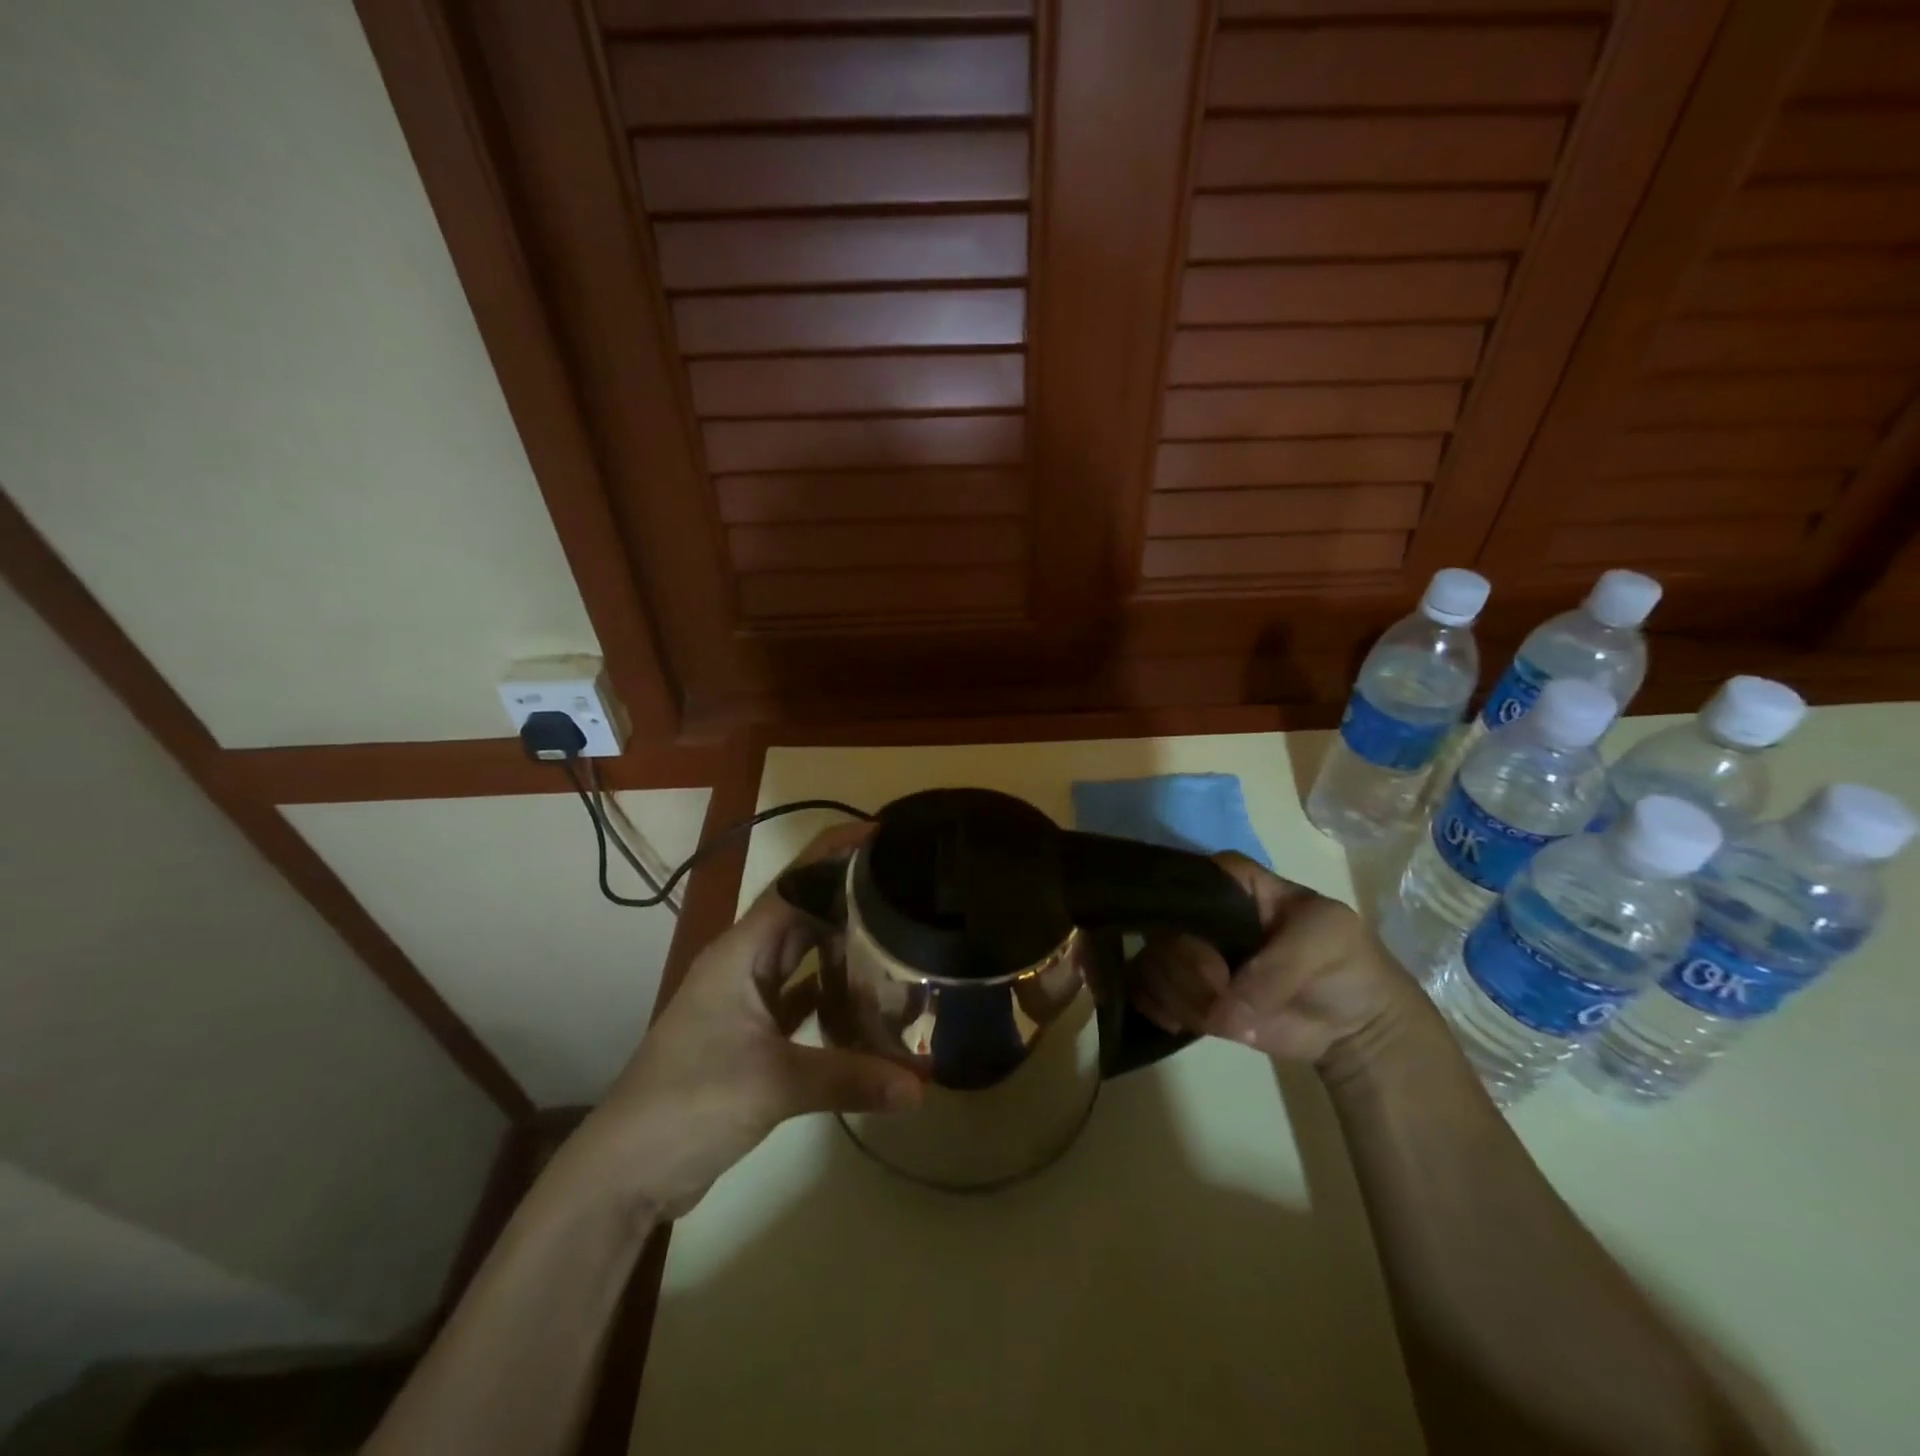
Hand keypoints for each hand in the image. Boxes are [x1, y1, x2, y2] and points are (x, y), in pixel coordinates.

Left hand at [571, 824, 922, 1220]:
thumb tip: (922, 1088)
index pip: (795, 884)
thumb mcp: (774, 1083)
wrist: (627, 1171)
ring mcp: (748, 1000)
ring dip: (844, 944)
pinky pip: (802, 998)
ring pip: (804, 956)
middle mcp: (745, 964)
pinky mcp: (754, 1035)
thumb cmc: (690, 1103)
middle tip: (908, 881)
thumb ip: (850, 1078)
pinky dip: (833, 995)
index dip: (835, 854)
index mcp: (741, 952)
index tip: (884, 833)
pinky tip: (871, 998)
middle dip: (850, 893)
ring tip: (900, 928)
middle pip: (804, 913)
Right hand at [1131, 853, 1421, 1070]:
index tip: (1215, 959)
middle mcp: (1199, 913)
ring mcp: (1189, 955)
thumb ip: (1278, 967)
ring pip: (1152, 965)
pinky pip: (1146, 993)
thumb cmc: (1344, 963)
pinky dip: (1162, 1011)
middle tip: (1222, 995)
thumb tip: (1224, 1009)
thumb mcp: (1327, 940)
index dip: (1189, 917)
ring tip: (1220, 1017)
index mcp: (1231, 883)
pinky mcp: (1184, 992)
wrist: (1354, 1024)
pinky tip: (1189, 1024)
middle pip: (1162, 930)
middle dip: (1187, 971)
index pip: (1186, 881)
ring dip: (1181, 998)